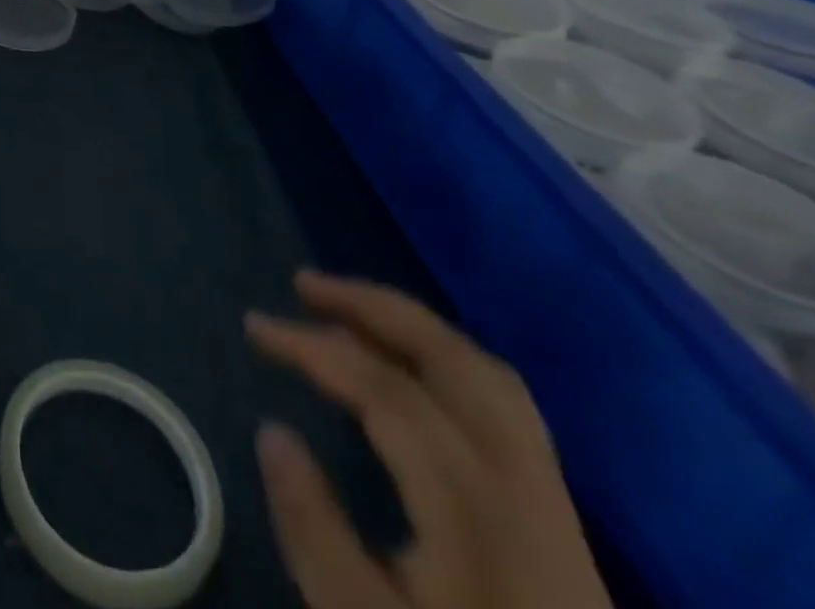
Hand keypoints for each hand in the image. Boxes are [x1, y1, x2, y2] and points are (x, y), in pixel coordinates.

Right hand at [246, 271, 612, 608]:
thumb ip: (313, 529)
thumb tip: (272, 431)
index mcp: (477, 511)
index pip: (387, 391)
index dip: (314, 346)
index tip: (254, 327)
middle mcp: (525, 489)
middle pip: (455, 363)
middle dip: (374, 308)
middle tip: (306, 284)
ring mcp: (554, 505)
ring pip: (488, 380)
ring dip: (413, 330)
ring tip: (348, 314)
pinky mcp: (560, 525)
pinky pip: (502, 408)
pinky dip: (444, 364)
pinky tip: (405, 374)